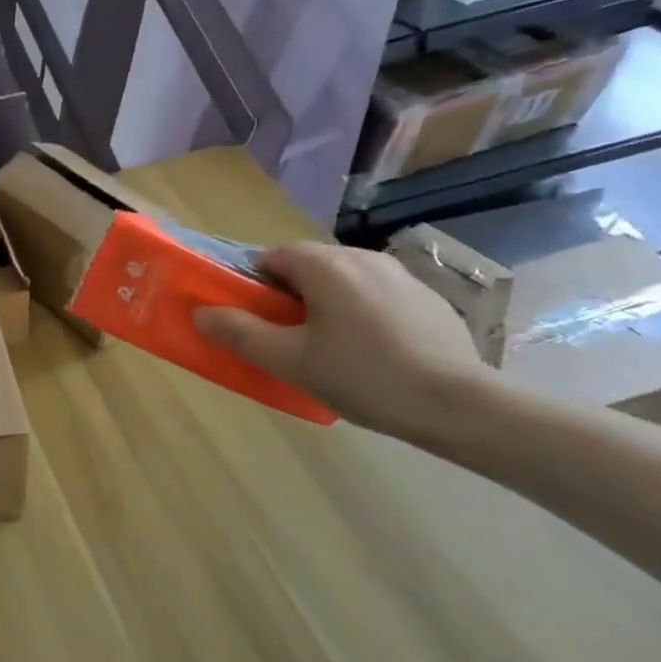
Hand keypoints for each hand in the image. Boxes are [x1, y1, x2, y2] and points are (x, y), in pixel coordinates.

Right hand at [192, 240, 488, 437]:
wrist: (459, 405)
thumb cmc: (363, 376)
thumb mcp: (289, 361)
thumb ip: (240, 333)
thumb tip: (201, 313)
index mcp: (326, 266)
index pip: (273, 256)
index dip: (255, 283)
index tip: (255, 318)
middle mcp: (363, 258)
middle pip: (309, 266)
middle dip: (290, 294)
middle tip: (287, 338)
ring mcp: (401, 276)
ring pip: (344, 280)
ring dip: (327, 303)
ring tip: (330, 348)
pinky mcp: (429, 299)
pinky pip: (377, 295)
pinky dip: (362, 313)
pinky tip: (372, 353)